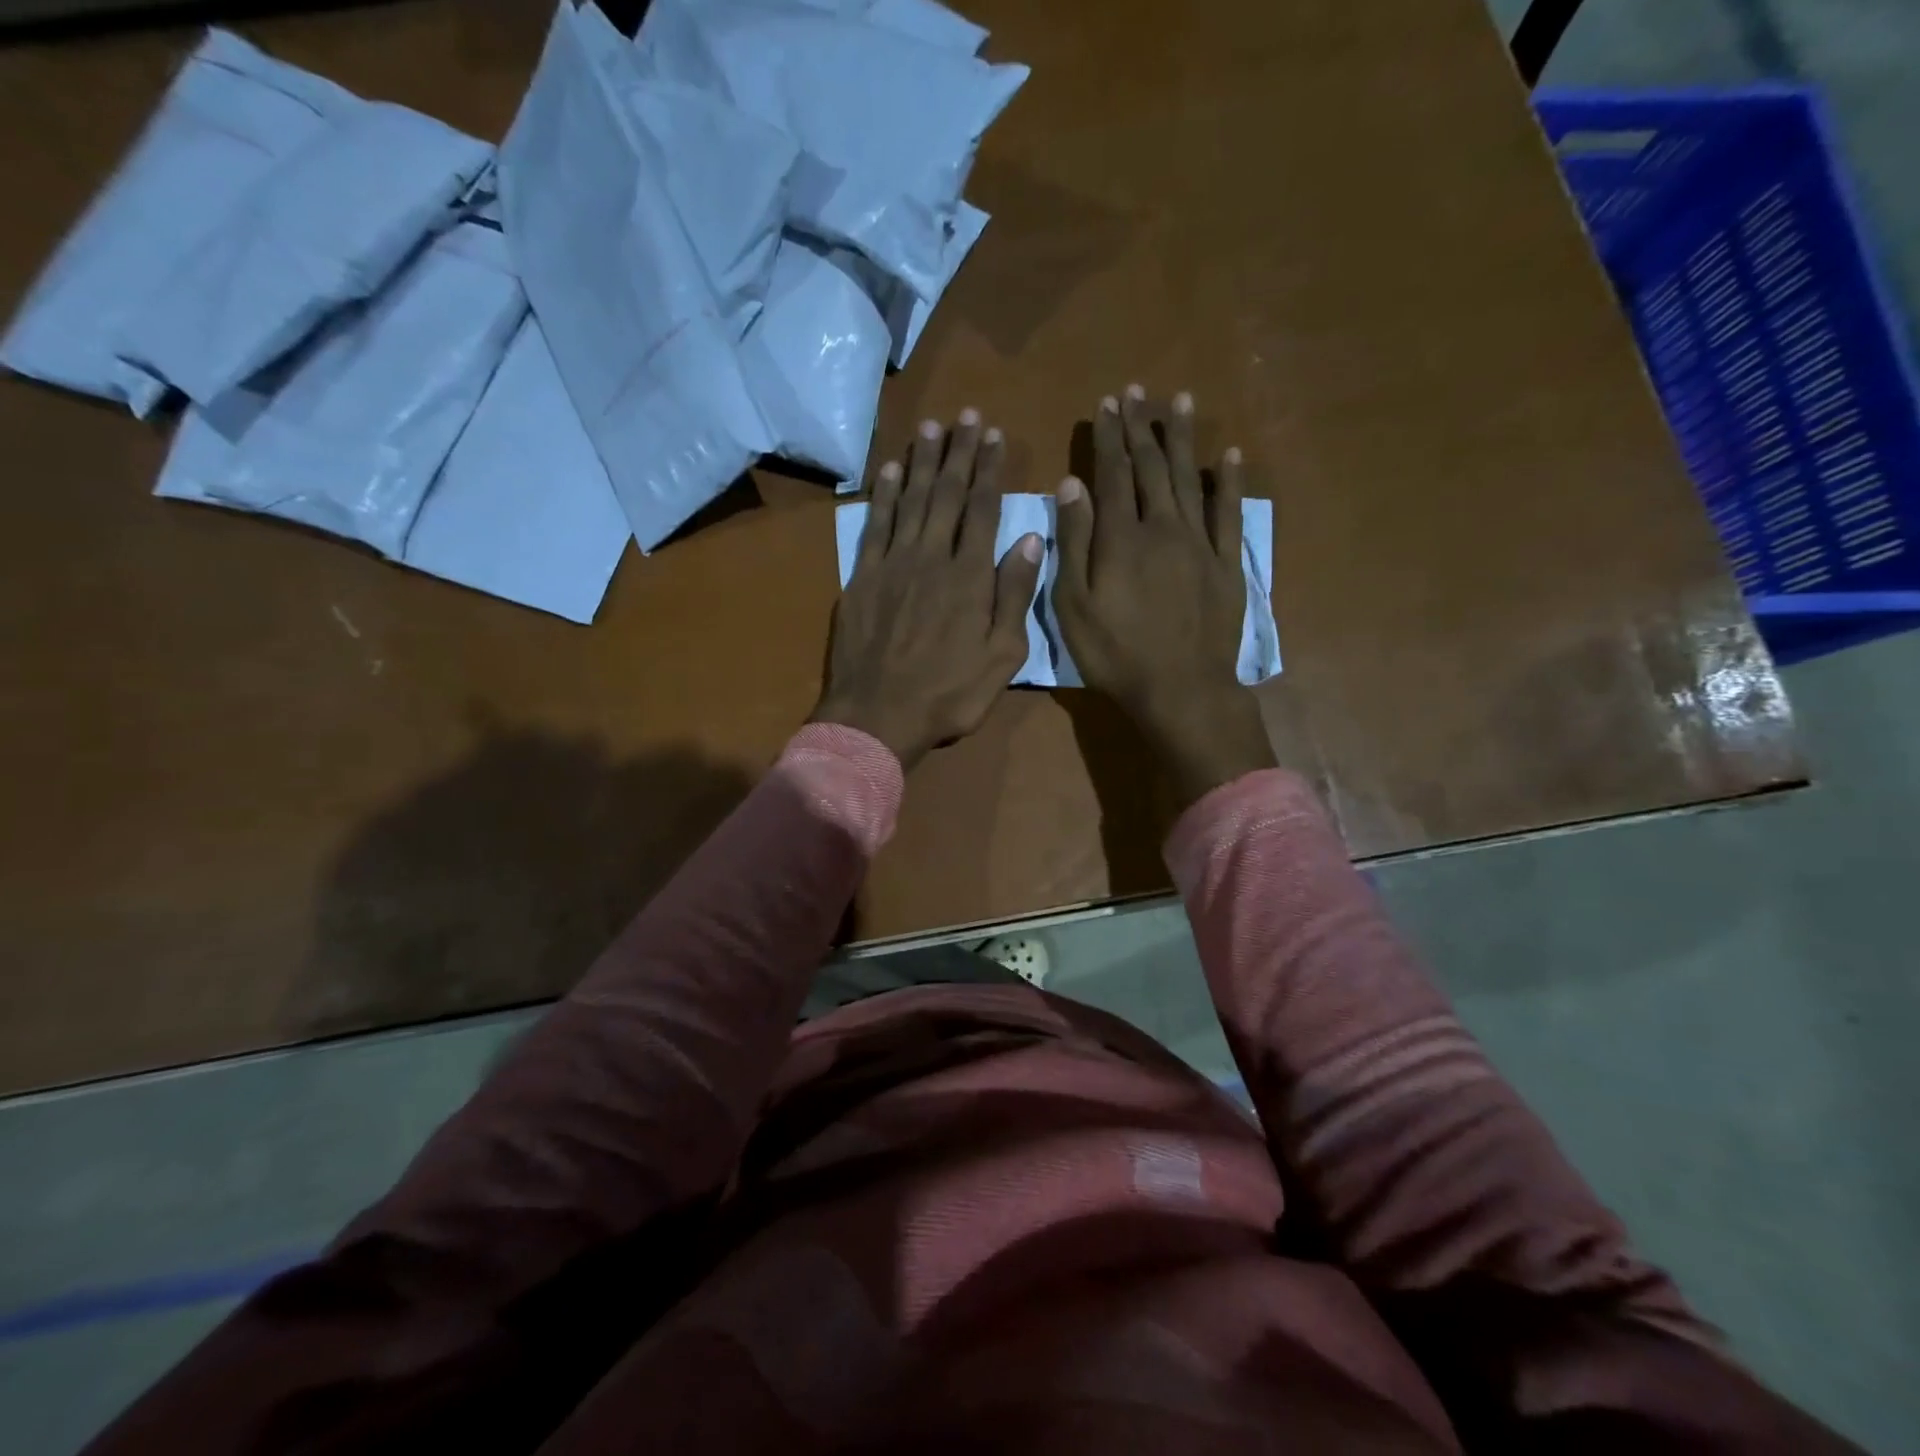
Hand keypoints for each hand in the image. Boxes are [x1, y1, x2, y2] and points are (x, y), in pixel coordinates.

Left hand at [813, 412, 1043, 769]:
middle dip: (958, 453)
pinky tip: (888, 471)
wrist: (878, 715)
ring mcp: (892, 565)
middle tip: (965, 416)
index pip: (982, 509)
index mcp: (970, 576)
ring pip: (910, 501)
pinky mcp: (862, 578)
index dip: (989, 470)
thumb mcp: (1002, 656)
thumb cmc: (949, 694)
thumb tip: (1029, 540)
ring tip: (929, 428)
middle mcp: (931, 558)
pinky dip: (882, 495)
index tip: (994, 436)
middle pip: (946, 495)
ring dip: (921, 463)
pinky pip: (874, 526)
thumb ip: (1014, 596)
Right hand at [1054, 384, 1276, 806]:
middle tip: (1136, 393)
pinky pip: (1229, 514)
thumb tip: (1071, 485)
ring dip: (1182, 440)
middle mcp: (1162, 527)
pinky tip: (1229, 455)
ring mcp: (1200, 544)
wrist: (1180, 688)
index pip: (1112, 474)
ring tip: (1179, 402)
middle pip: (1151, 467)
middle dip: (1140, 429)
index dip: (1108, 438)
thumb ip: (1073, 542)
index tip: (1106, 405)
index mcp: (1121, 537)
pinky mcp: (1227, 564)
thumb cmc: (1116, 653)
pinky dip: (1229, 482)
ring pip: (1189, 479)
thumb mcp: (1074, 604)